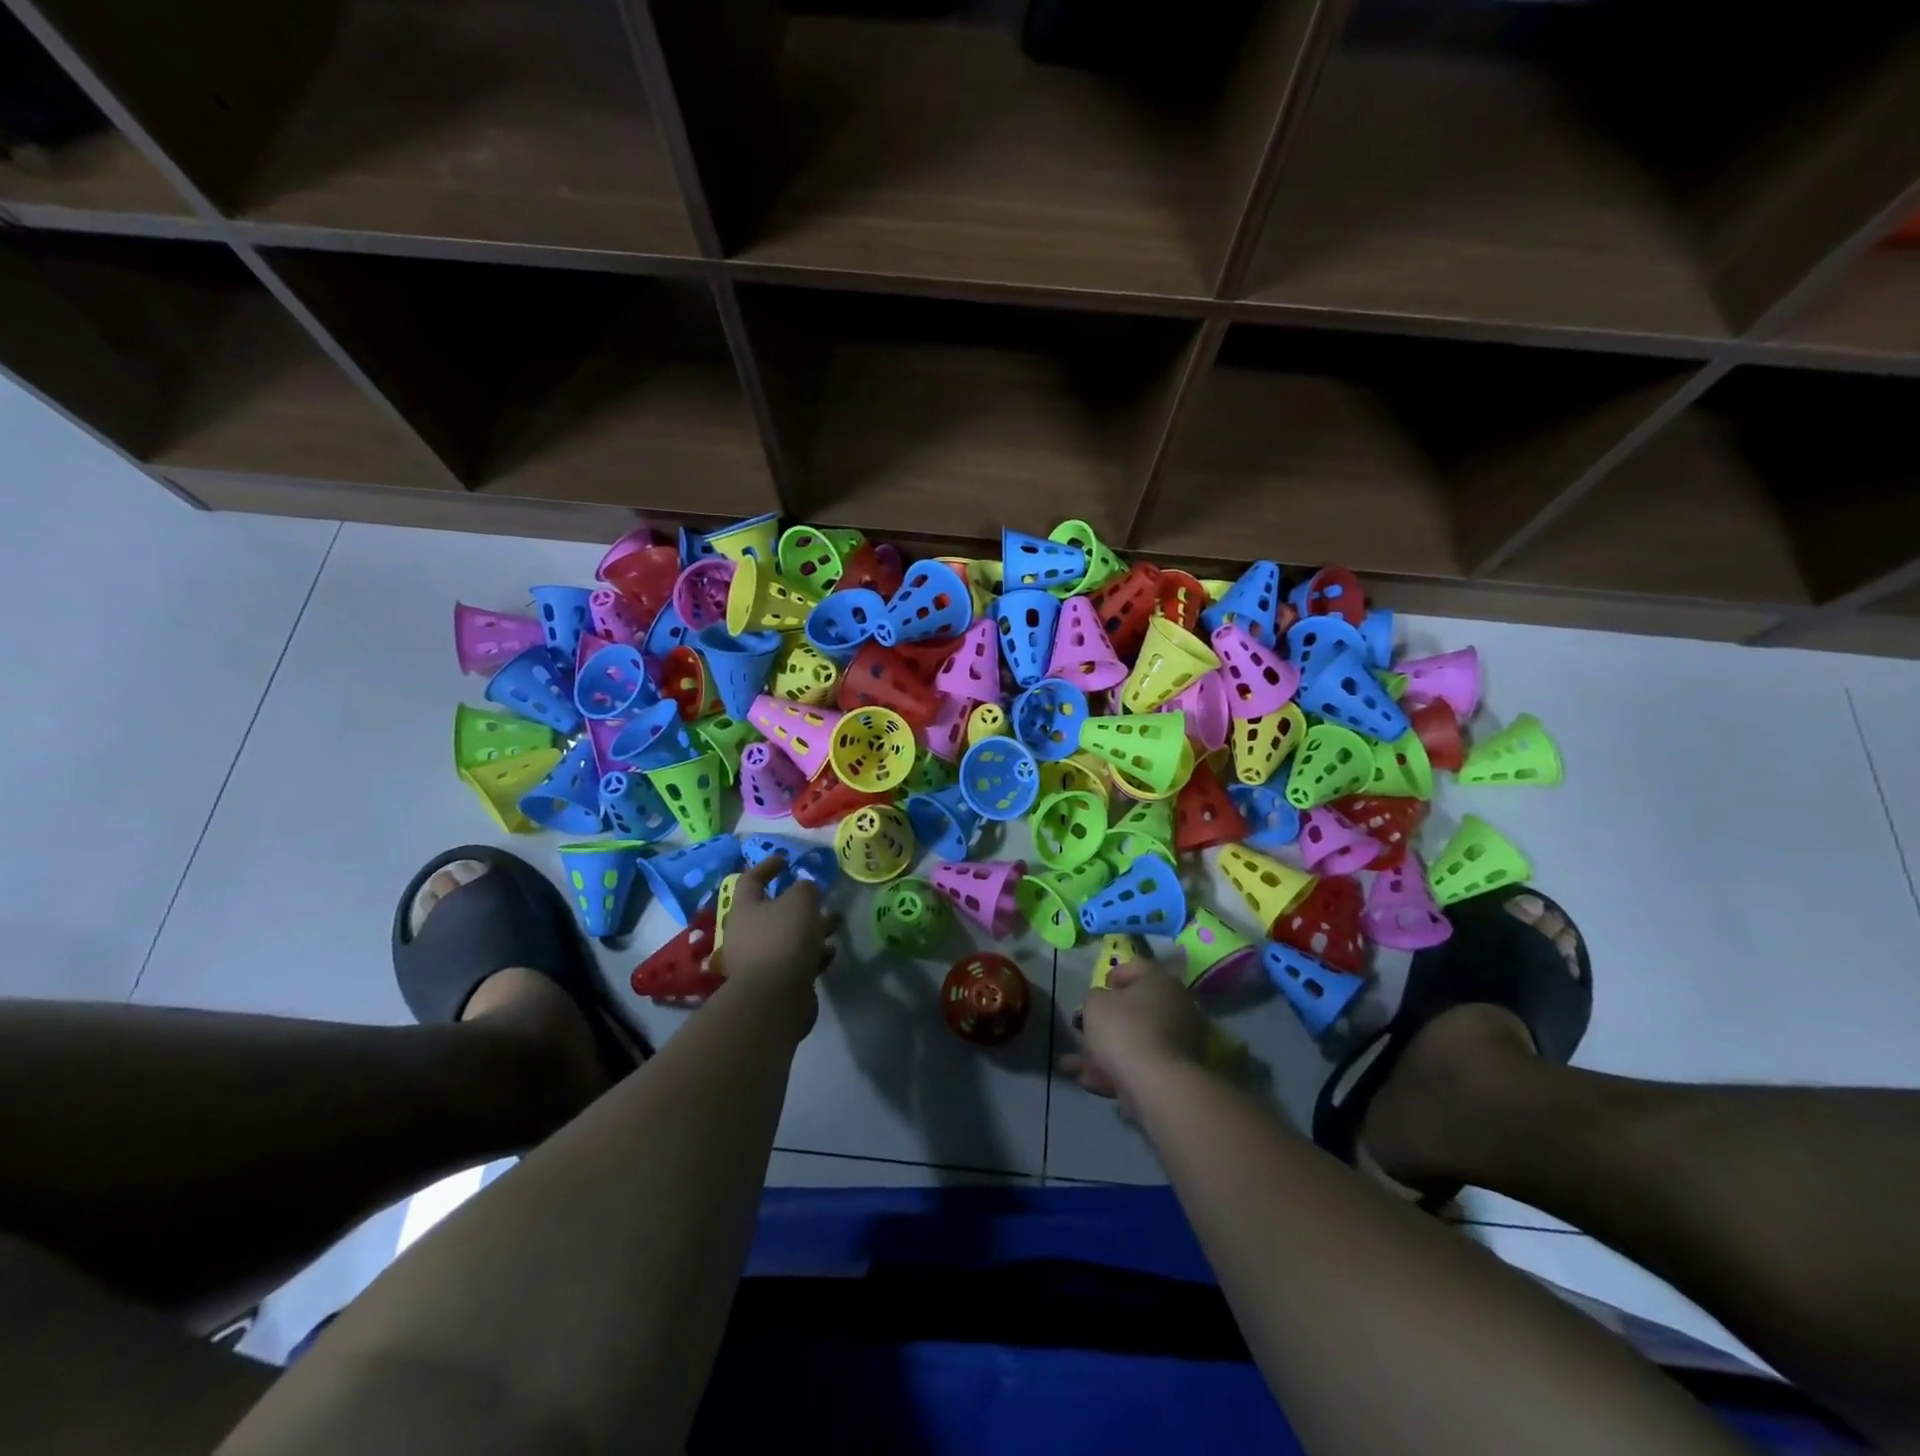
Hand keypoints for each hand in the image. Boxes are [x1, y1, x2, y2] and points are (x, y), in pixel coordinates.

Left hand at [716, 857, 839, 1011]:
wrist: (775, 996)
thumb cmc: (784, 937)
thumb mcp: (800, 900)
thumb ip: (805, 888)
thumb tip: (804, 889)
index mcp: (745, 908)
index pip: (751, 879)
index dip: (767, 866)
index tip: (786, 859)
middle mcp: (746, 933)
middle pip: (773, 911)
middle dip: (800, 903)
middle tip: (822, 897)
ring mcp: (758, 960)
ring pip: (788, 936)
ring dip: (812, 928)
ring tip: (836, 924)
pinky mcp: (773, 983)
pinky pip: (795, 961)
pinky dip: (812, 954)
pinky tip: (830, 954)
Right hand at [1061, 956, 1206, 1115]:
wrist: (1157, 1085)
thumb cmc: (1124, 1030)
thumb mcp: (1094, 1004)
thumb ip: (1094, 997)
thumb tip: (1103, 1004)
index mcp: (1160, 980)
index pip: (1134, 966)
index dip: (1111, 976)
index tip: (1094, 994)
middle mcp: (1175, 1006)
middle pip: (1134, 1008)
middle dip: (1104, 1022)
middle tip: (1082, 1032)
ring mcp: (1178, 1041)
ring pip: (1133, 1040)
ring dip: (1102, 1052)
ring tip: (1073, 1066)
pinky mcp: (1175, 1072)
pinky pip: (1140, 1064)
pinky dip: (1116, 1071)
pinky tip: (1089, 1082)